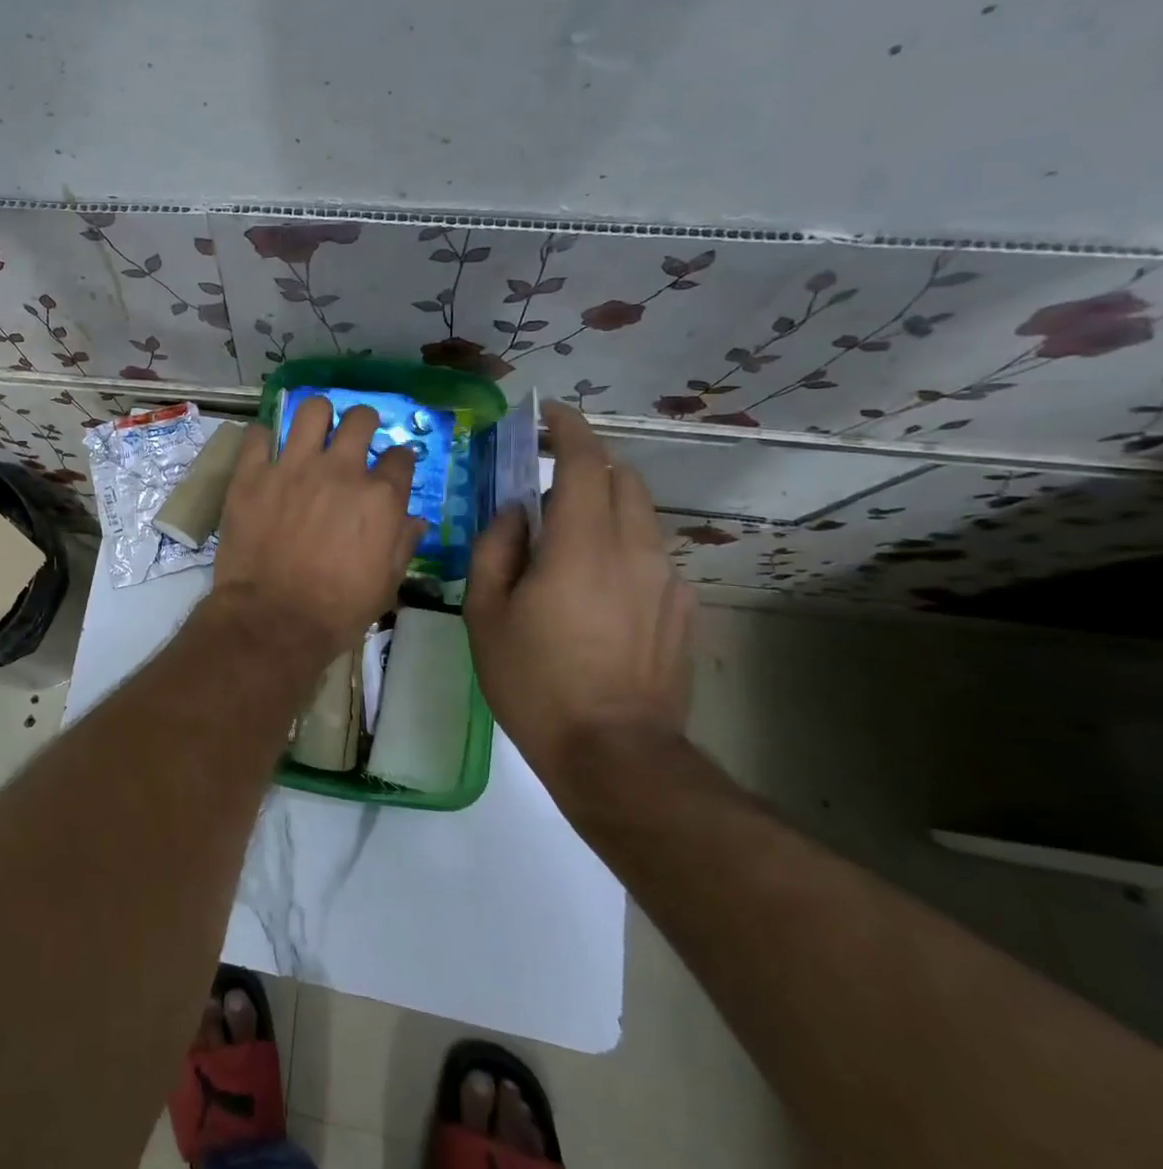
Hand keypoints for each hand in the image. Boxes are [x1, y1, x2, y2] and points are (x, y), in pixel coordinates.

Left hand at [210, 398, 426, 659]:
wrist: (273, 620)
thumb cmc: (337, 610)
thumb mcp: (386, 584)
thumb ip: (403, 543)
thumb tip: (413, 519)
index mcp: (380, 497)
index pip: (401, 456)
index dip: (398, 461)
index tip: (390, 470)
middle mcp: (341, 470)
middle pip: (360, 418)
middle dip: (363, 423)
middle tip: (354, 438)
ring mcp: (293, 467)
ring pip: (311, 410)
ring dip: (317, 417)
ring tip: (313, 431)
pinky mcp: (252, 474)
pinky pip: (259, 434)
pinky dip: (266, 438)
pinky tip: (268, 449)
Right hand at [464, 402, 694, 800]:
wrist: (614, 752)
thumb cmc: (535, 681)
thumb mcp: (486, 614)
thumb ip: (496, 550)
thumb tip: (514, 513)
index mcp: (581, 546)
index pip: (585, 463)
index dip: (568, 429)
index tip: (548, 415)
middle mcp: (634, 549)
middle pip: (623, 479)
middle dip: (589, 463)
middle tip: (551, 475)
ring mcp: (666, 579)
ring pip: (641, 516)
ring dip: (606, 505)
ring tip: (570, 534)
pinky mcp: (682, 608)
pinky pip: (651, 555)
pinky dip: (623, 545)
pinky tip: (598, 585)